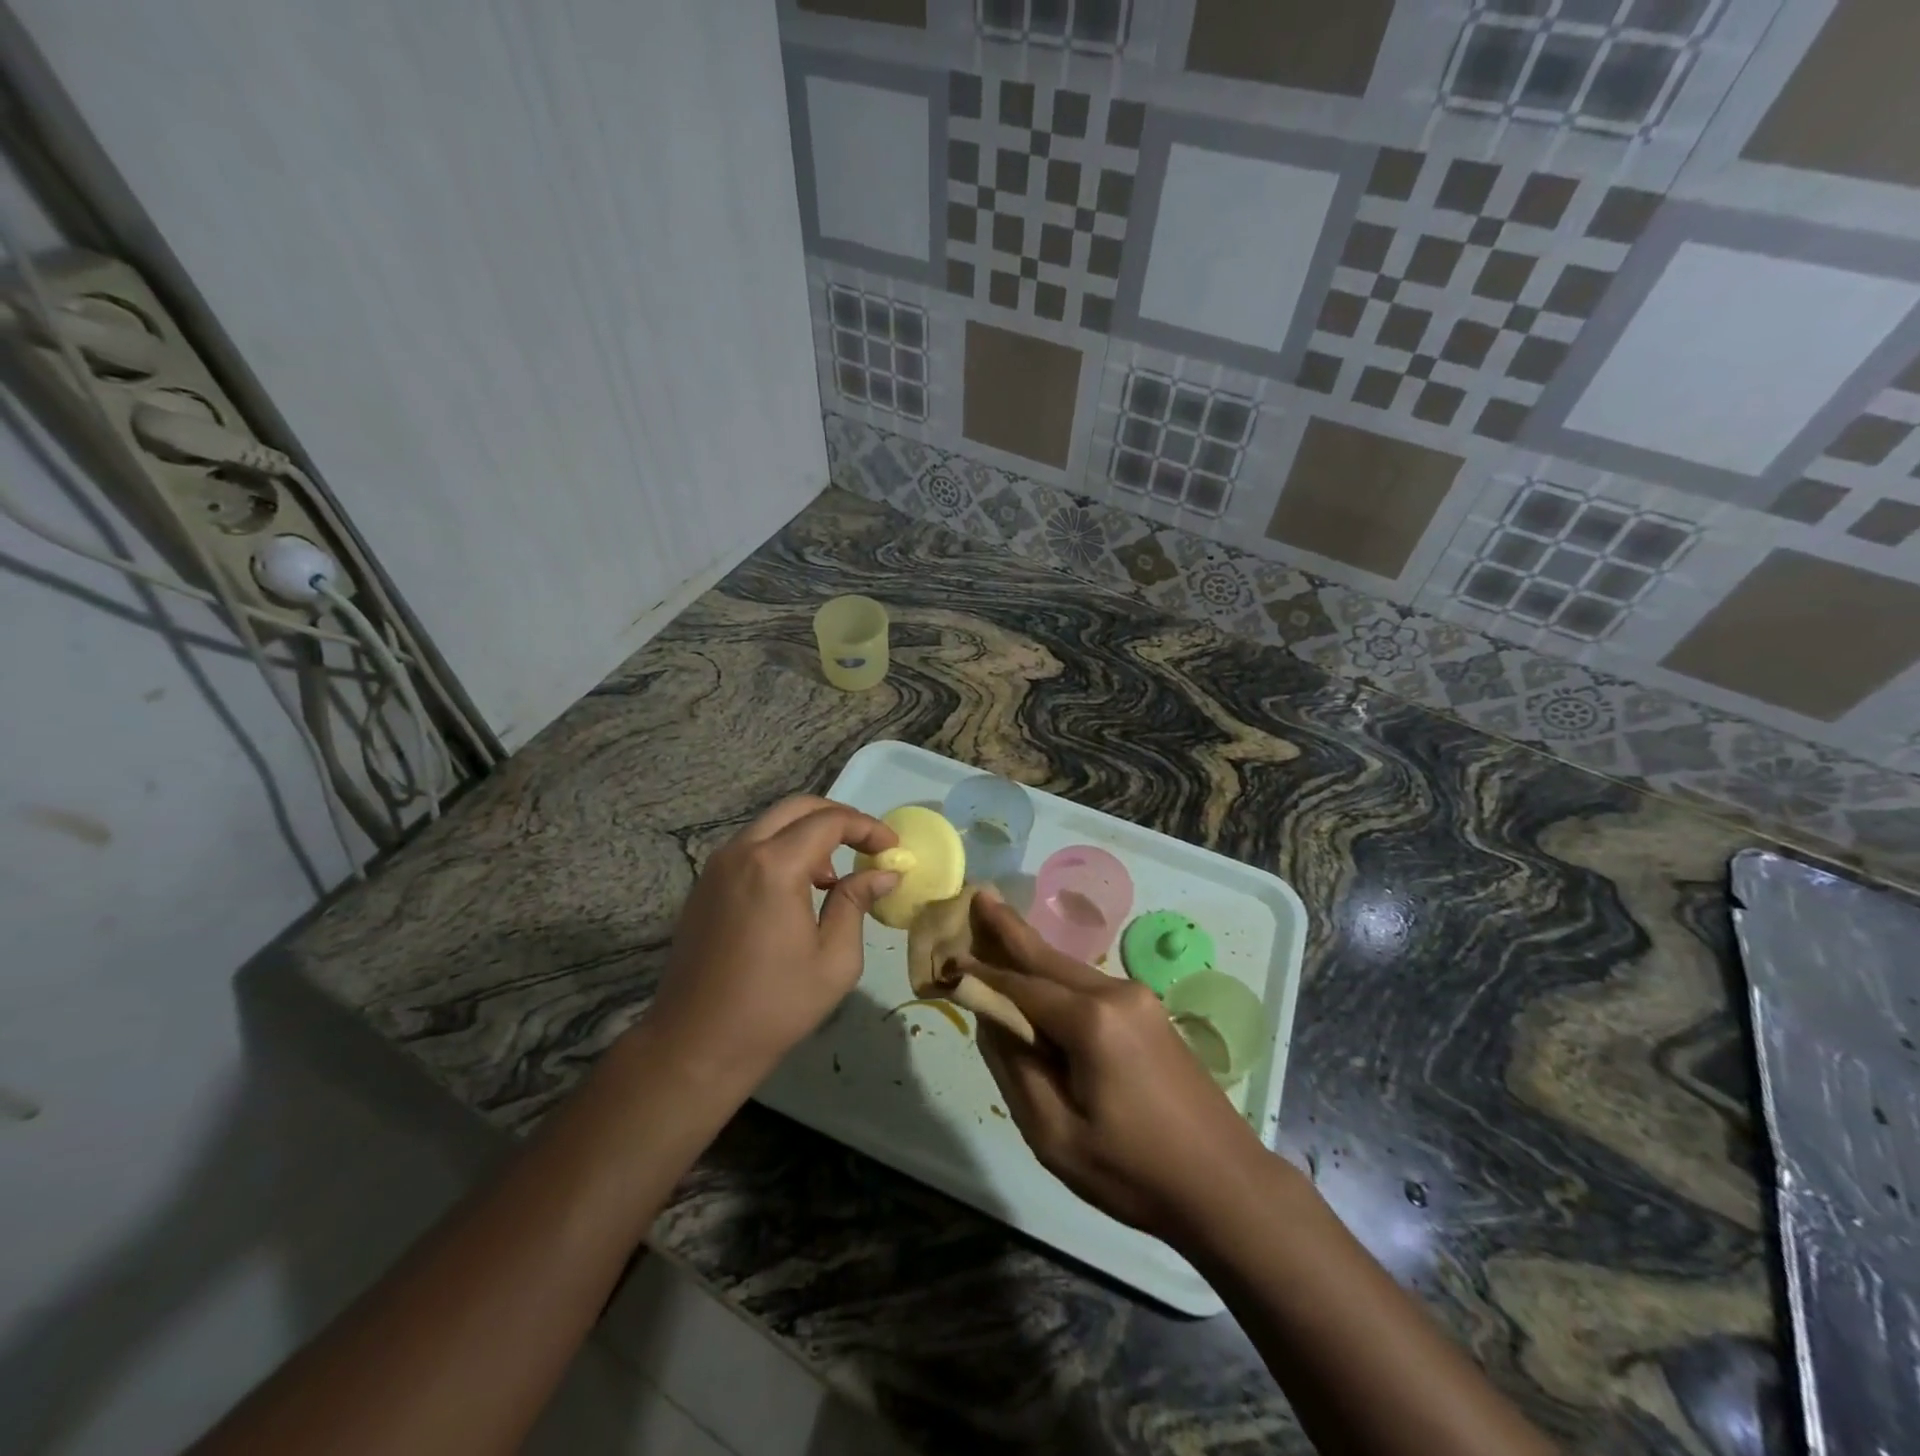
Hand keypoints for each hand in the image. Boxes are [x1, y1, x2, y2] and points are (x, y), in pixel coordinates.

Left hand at [647, 796, 897, 1082]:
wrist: (696, 1044)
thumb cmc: (774, 1007)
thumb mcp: (834, 960)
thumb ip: (856, 904)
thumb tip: (883, 874)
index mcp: (774, 867)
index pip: (828, 822)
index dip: (866, 827)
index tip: (892, 848)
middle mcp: (741, 853)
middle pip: (796, 809)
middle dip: (838, 818)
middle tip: (868, 844)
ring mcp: (717, 866)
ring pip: (771, 825)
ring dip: (808, 834)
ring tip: (834, 875)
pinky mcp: (705, 885)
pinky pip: (751, 847)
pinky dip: (782, 850)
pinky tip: (799, 890)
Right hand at [961, 892, 1263, 1242]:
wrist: (1225, 1185)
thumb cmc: (1133, 1171)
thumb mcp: (1056, 1135)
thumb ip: (1017, 1069)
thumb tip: (992, 1019)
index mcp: (1091, 1022)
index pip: (1020, 987)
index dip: (981, 974)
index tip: (946, 956)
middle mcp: (1116, 994)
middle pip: (1048, 959)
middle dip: (1009, 930)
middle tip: (979, 896)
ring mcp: (1139, 999)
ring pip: (1071, 970)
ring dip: (1033, 954)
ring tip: (999, 925)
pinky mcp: (1150, 1013)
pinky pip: (1091, 987)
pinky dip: (1058, 978)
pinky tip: (1042, 978)